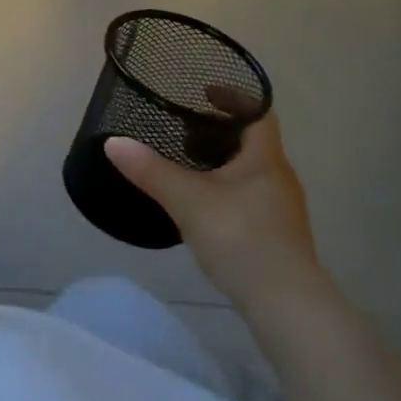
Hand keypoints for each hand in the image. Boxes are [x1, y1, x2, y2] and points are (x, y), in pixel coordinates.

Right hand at [104, 90, 320, 305]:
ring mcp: (282, 209)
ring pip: (251, 171)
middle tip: (184, 128)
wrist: (288, 308)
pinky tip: (204, 205)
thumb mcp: (189, 201)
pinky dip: (227, 190)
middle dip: (220, 131)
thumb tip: (113, 143)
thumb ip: (151, 171)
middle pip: (253, 141)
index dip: (233, 97)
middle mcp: (279, 177)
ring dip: (223, 162)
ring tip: (188, 164)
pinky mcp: (277, 236)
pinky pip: (250, 197)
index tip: (204, 92)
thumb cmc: (242, 240)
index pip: (258, 112)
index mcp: (266, 158)